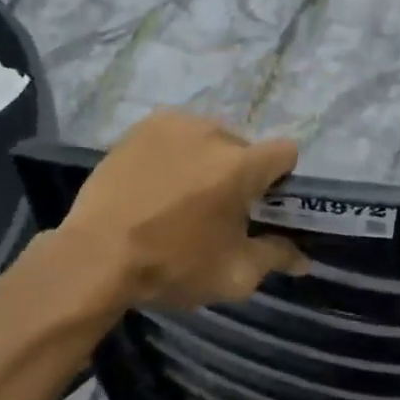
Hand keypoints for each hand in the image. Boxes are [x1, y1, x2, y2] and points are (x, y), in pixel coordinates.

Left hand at [62, 110, 307, 309]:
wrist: (96, 255)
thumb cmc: (171, 265)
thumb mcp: (232, 274)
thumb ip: (274, 258)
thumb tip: (303, 257)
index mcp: (240, 165)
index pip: (286, 151)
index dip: (280, 177)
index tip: (262, 203)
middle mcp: (212, 132)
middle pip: (243, 147)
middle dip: (238, 172)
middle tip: (215, 207)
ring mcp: (174, 124)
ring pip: (208, 137)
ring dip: (206, 159)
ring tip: (180, 193)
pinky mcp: (142, 126)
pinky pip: (175, 133)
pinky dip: (175, 152)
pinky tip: (155, 180)